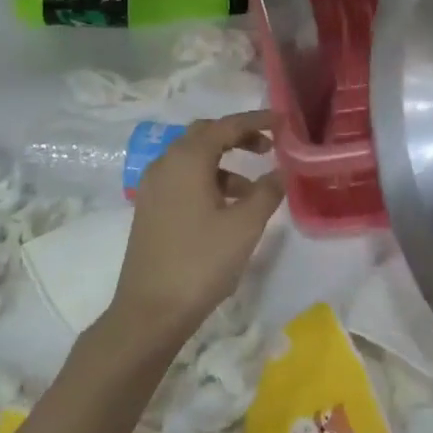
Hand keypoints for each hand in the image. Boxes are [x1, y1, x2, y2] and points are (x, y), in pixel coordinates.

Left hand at [109, 110, 286, 346]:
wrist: (149, 312)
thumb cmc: (201, 262)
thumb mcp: (245, 225)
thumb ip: (267, 192)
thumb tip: (280, 172)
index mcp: (187, 159)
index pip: (226, 126)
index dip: (256, 121)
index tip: (282, 121)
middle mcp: (165, 164)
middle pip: (205, 135)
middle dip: (238, 136)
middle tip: (268, 147)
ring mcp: (153, 187)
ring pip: (193, 158)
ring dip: (224, 162)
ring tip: (253, 188)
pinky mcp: (150, 209)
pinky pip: (182, 178)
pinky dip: (208, 180)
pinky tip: (227, 207)